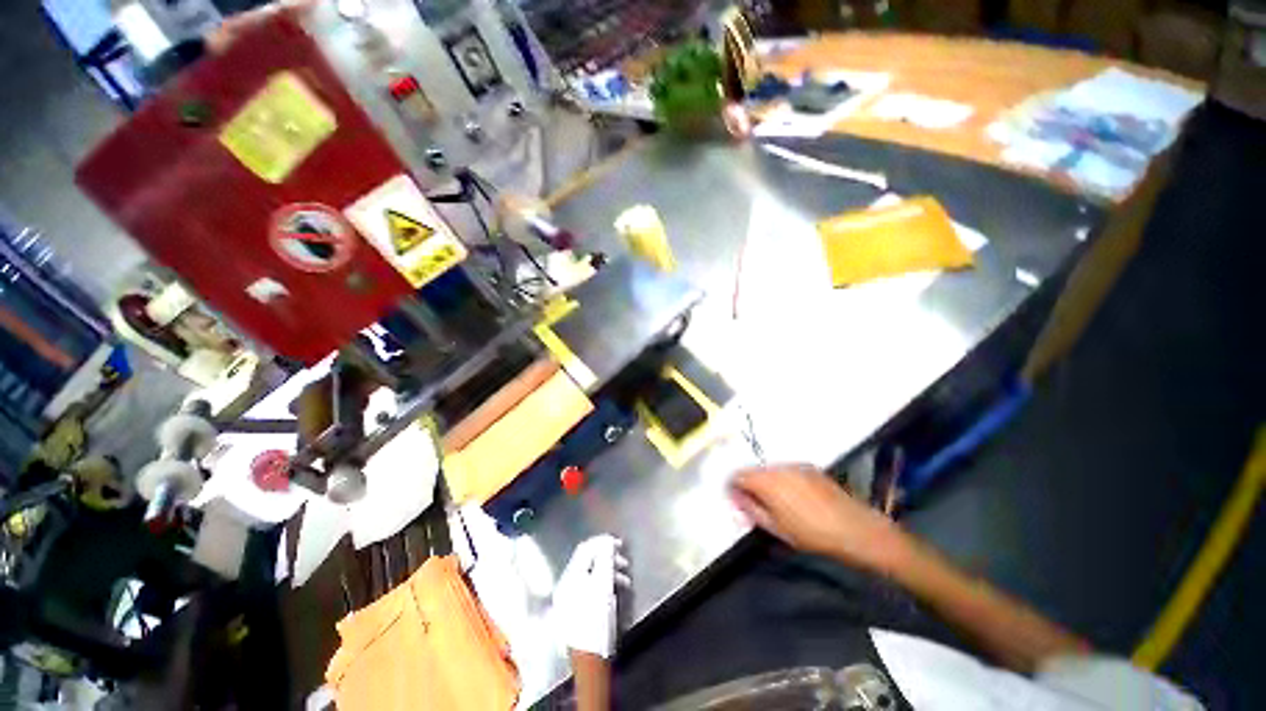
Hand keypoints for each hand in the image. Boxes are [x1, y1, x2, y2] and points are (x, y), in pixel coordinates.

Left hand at [551, 535, 629, 658]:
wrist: (589, 659)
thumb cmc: (597, 620)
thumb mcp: (604, 585)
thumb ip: (605, 558)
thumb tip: (607, 540)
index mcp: (570, 577)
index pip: (585, 549)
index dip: (602, 542)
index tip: (619, 544)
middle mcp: (566, 584)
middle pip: (588, 561)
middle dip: (607, 558)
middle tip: (624, 563)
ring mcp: (569, 598)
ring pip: (591, 574)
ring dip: (608, 572)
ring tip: (624, 580)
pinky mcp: (575, 609)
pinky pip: (590, 586)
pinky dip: (603, 584)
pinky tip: (614, 592)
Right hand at [729, 465, 906, 572]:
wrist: (857, 531)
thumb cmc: (812, 536)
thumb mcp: (776, 528)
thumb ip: (751, 510)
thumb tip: (736, 498)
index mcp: (767, 481)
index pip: (738, 475)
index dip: (732, 487)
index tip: (736, 502)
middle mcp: (779, 467)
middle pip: (754, 470)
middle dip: (749, 484)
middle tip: (754, 505)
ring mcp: (796, 465)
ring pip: (770, 469)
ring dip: (766, 481)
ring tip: (775, 502)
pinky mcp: (811, 468)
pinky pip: (787, 470)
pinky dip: (782, 479)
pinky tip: (794, 497)